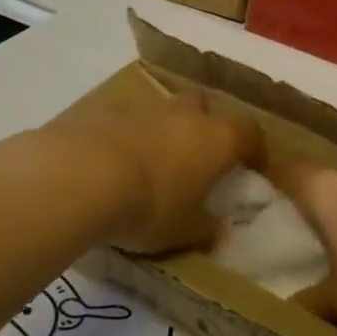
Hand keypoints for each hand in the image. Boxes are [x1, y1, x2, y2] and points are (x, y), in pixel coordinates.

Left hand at [36, 91, 260, 255]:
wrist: (81, 177)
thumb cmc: (150, 205)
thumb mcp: (184, 230)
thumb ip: (206, 227)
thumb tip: (219, 228)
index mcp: (217, 138)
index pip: (250, 131)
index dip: (255, 148)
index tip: (253, 166)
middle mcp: (185, 114)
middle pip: (205, 105)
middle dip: (206, 123)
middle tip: (199, 155)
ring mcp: (143, 108)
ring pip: (163, 111)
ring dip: (163, 130)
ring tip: (151, 163)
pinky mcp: (104, 110)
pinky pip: (125, 121)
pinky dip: (126, 136)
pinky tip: (112, 163)